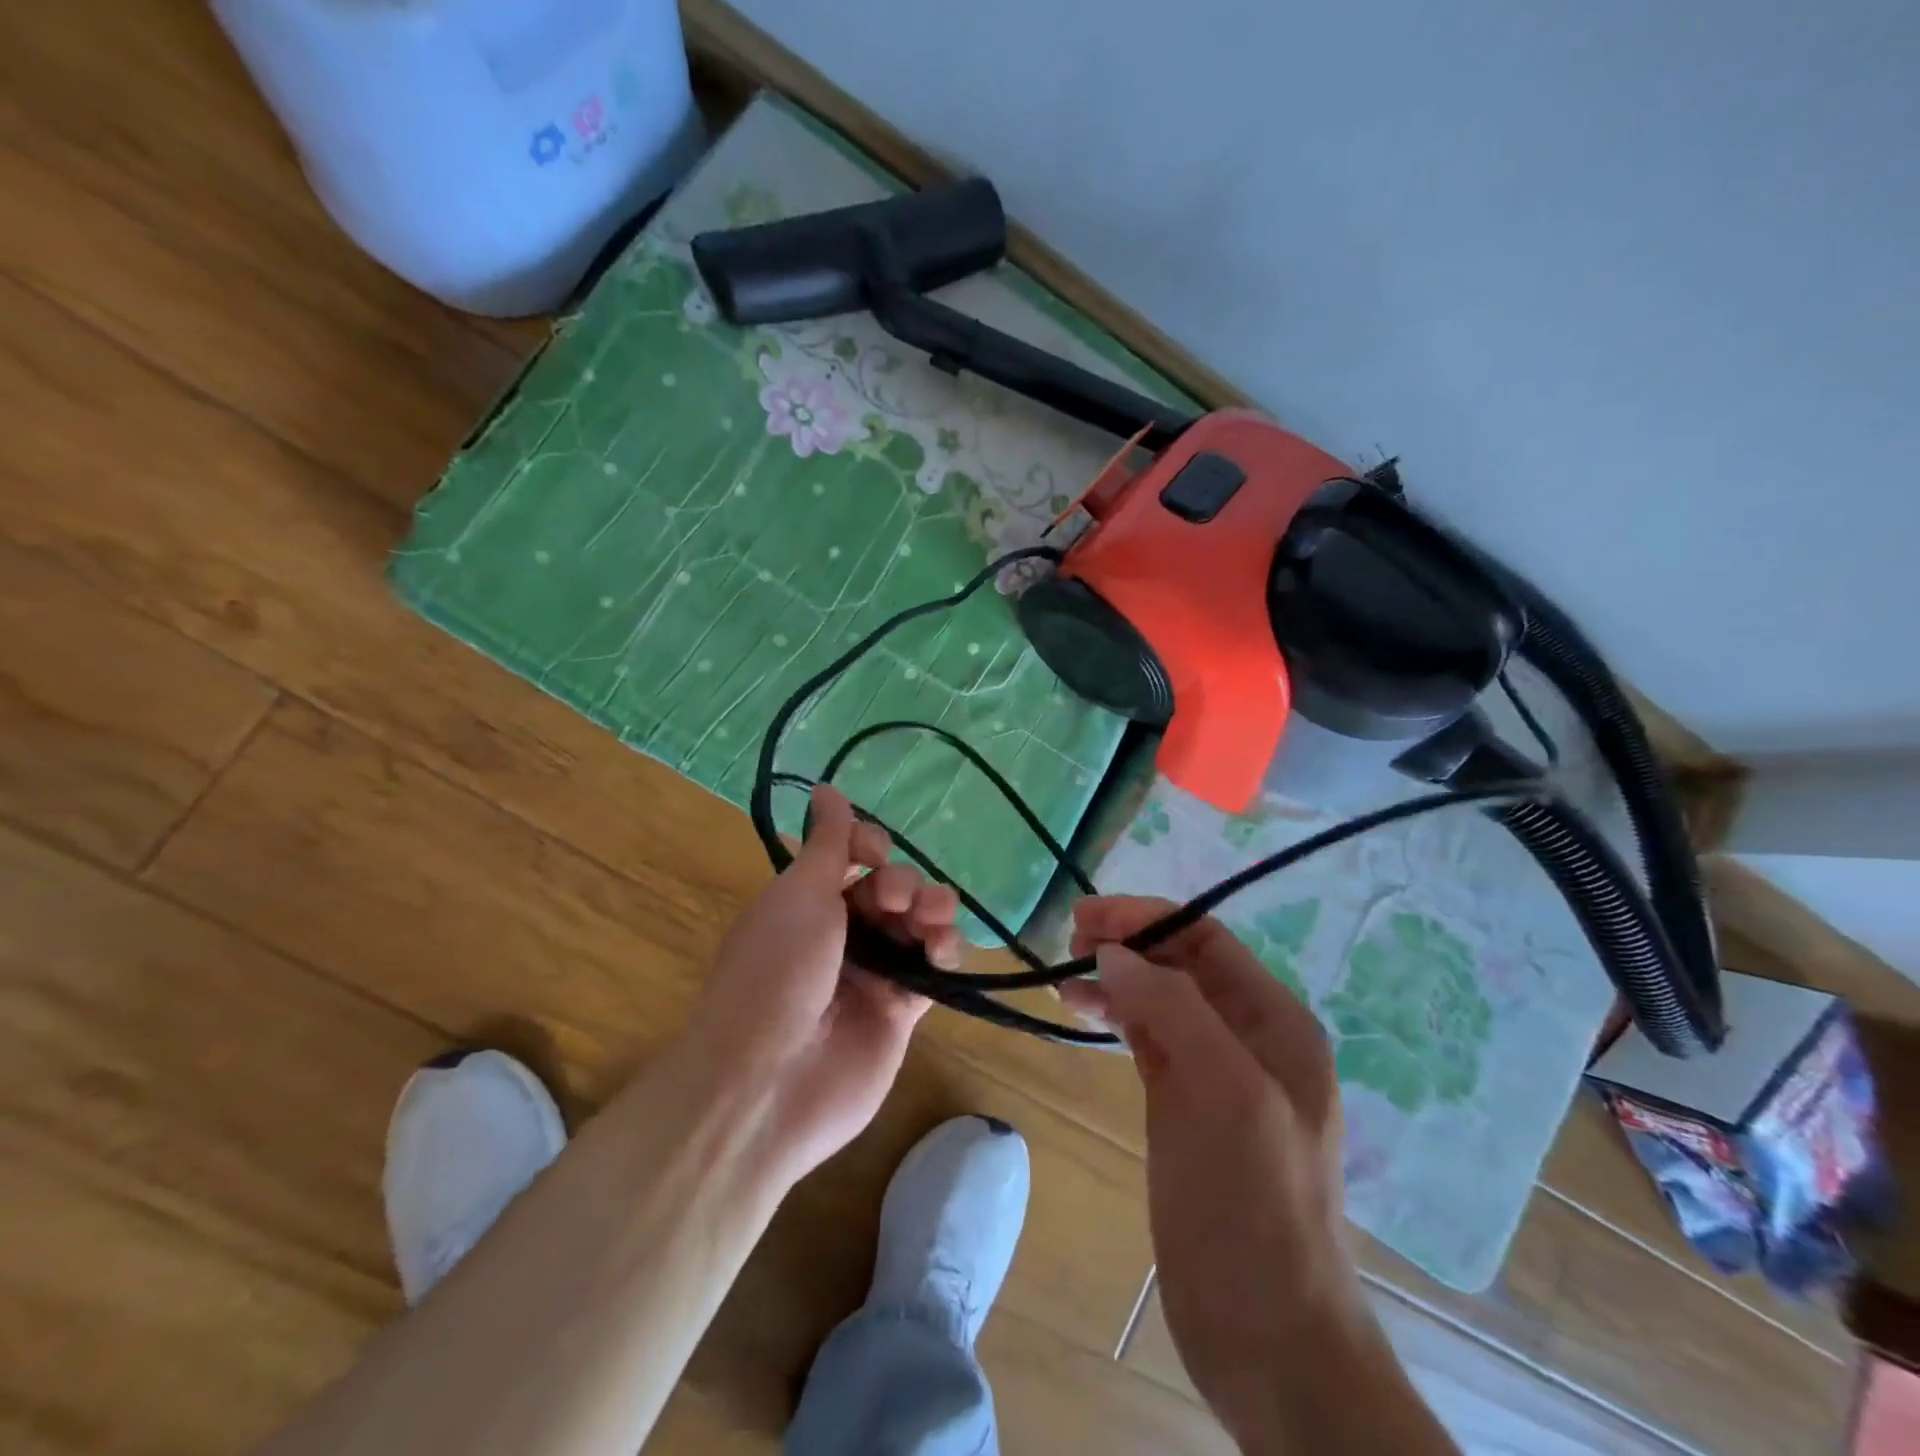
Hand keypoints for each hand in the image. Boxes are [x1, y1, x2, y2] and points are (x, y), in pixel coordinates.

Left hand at [685, 786, 955, 1184]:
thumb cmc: (777, 970)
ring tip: (934, 917)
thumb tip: (827, 787)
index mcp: (805, 903)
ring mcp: (871, 974)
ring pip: (916, 925)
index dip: (870, 847)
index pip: (851, 859)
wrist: (770, 1083)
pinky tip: (944, 948)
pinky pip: (931, 970)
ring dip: (932, 909)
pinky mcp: (900, 1012)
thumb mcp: (799, 893)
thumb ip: (828, 842)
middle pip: (890, 890)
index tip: (874, 854)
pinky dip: (944, 952)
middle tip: (895, 899)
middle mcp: (838, 935)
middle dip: (902, 883)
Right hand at [1061, 897, 1367, 1447]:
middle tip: (1068, 942)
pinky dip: (1115, 1016)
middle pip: (1180, 964)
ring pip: (1158, 999)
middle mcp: (1247, 1036)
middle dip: (1128, 943)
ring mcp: (1214, 1072)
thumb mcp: (1226, 1092)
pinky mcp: (1183, 1104)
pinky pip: (1146, 1038)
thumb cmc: (1254, 1202)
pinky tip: (1082, 1012)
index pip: (1206, 940)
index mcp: (1275, 1022)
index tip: (1086, 917)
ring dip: (1115, 978)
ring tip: (1064, 979)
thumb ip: (1173, 1008)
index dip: (1148, 918)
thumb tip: (1114, 954)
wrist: (1265, 1330)